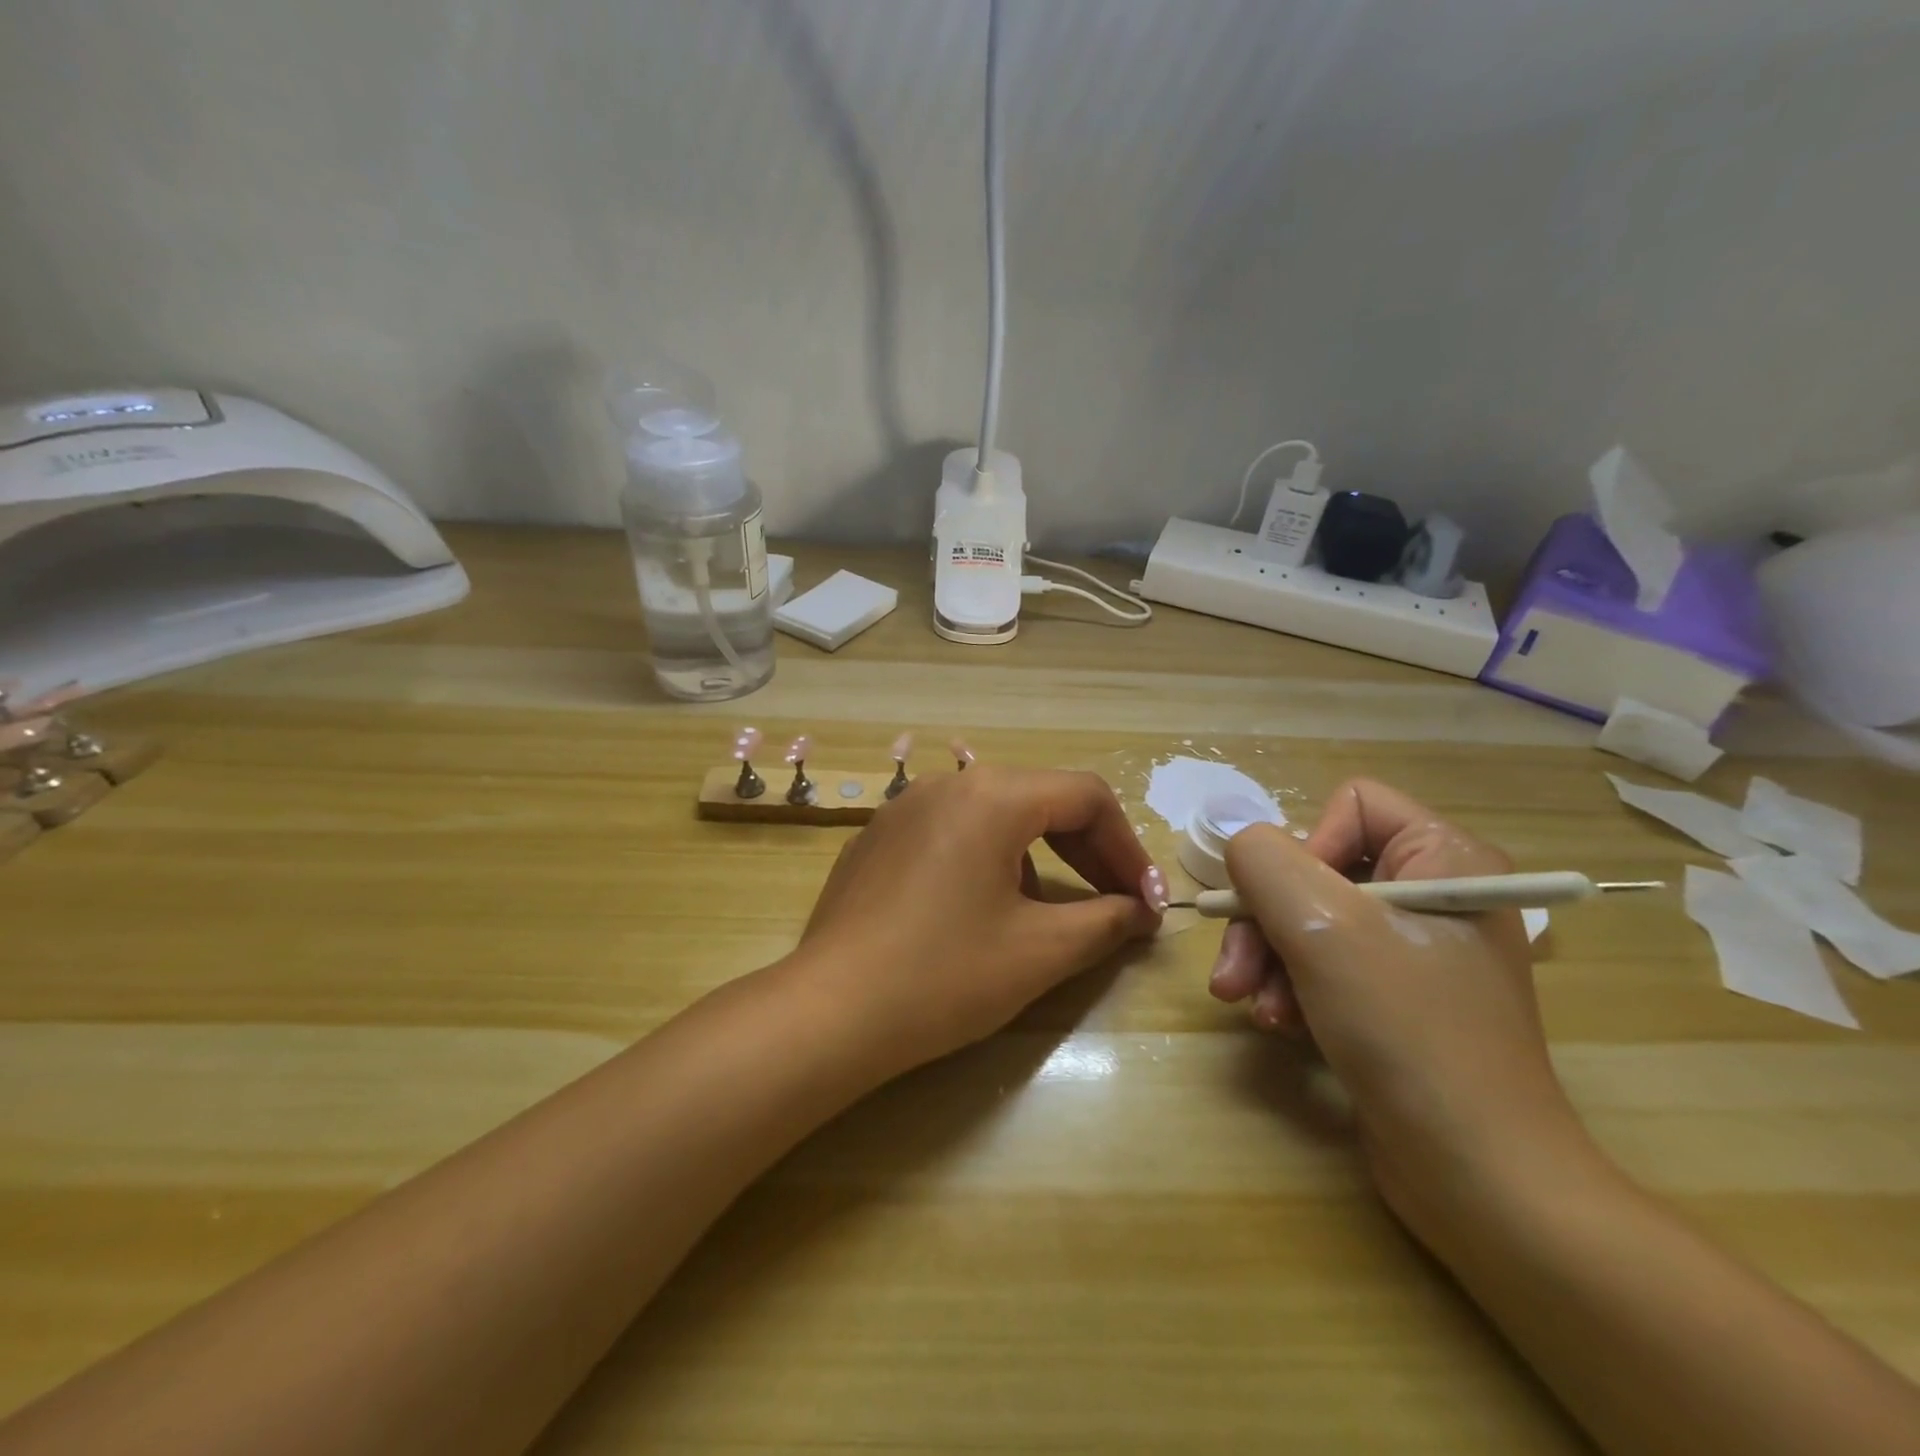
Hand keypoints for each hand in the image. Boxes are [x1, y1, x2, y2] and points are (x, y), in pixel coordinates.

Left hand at [793, 765, 1160, 1074]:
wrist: (829, 1012)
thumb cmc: (944, 976)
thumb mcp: (1040, 952)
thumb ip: (1105, 921)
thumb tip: (1140, 911)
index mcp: (992, 796)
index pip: (1086, 797)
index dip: (1128, 848)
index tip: (1148, 901)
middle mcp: (947, 784)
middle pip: (1040, 799)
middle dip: (1088, 850)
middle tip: (1117, 902)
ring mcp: (904, 808)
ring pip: (995, 814)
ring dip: (1039, 855)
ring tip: (1048, 913)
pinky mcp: (876, 839)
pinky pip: (951, 833)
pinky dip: (988, 859)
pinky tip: (981, 911)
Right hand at [1208, 779, 1593, 1241]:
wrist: (1477, 1177)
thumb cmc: (1408, 1032)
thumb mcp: (1323, 929)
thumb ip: (1265, 862)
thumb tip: (1242, 847)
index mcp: (1446, 859)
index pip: (1352, 805)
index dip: (1305, 846)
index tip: (1287, 905)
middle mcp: (1434, 893)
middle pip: (1318, 868)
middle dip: (1267, 921)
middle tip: (1235, 975)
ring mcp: (1415, 949)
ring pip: (1310, 918)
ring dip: (1269, 959)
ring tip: (1251, 1006)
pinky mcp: (1395, 997)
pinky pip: (1323, 962)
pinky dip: (1291, 988)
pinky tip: (1280, 1026)